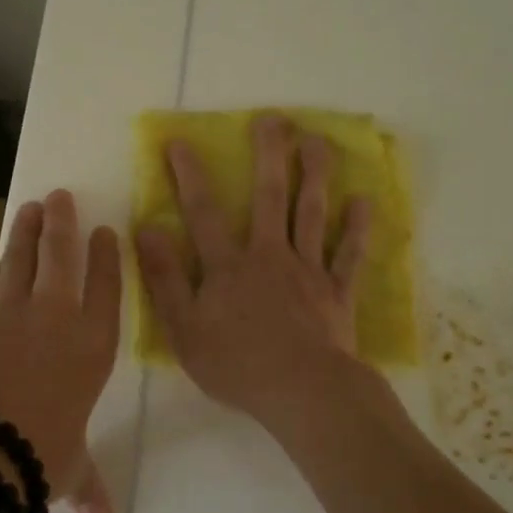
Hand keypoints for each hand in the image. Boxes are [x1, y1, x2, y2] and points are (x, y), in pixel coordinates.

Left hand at [0, 188, 120, 512]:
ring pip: (21, 259)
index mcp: (93, 345)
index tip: (106, 231)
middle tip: (60, 197)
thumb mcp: (70, 468)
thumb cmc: (41, 456)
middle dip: (62, 223)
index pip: (107, 286)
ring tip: (31, 209)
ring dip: (26, 232)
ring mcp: (11, 313)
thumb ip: (87, 483)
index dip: (106, 255)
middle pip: (61, 255)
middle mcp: (57, 318)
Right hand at [135, 114, 372, 424]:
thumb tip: (147, 229)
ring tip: (318, 141)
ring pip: (312, 214)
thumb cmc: (237, 365)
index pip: (204, 212)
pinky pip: (349, 255)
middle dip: (269, 155)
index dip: (190, 176)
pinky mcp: (337, 292)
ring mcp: (308, 270)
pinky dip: (358, 229)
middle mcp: (269, 256)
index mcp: (229, 266)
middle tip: (274, 119)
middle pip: (269, 197)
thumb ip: (165, 278)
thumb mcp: (184, 328)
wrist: (303, 393)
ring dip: (315, 175)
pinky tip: (365, 201)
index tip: (181, 141)